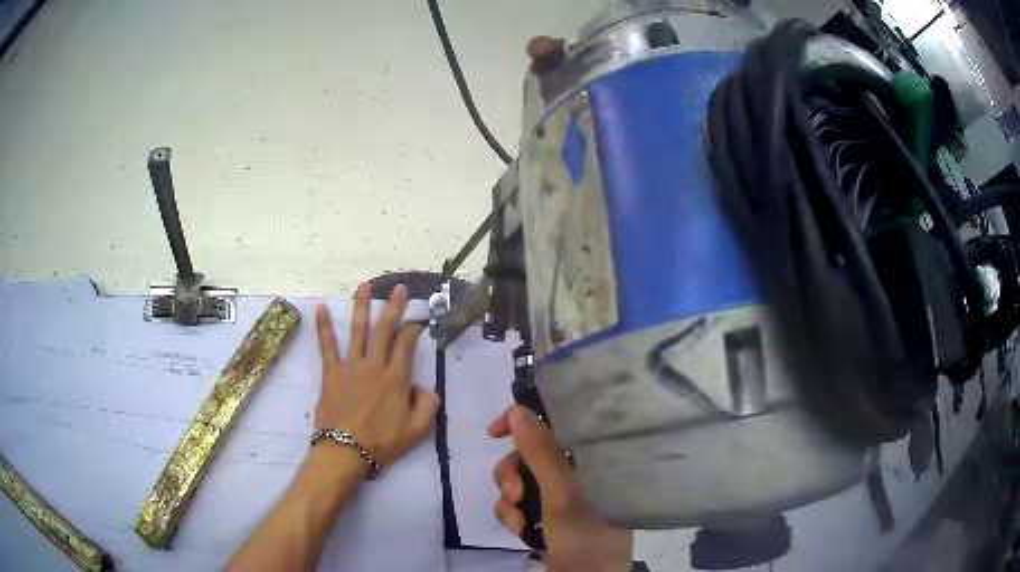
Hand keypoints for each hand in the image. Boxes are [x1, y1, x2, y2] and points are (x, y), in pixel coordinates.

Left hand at [314, 283, 440, 468]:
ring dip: (361, 306)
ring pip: (358, 330)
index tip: (418, 318)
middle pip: (385, 329)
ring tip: (364, 285)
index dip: (413, 328)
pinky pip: (327, 346)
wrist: (346, 450)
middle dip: (393, 306)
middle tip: (399, 288)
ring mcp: (351, 366)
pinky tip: (320, 308)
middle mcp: (375, 365)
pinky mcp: (331, 372)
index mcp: (397, 379)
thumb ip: (428, 405)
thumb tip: (426, 387)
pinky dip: (323, 327)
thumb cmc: (383, 442)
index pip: (407, 345)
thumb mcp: (418, 431)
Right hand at [489, 406, 632, 571]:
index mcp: (590, 458)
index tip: (495, 432)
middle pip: (527, 454)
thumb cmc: (585, 535)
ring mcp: (560, 495)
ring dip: (509, 500)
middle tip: (516, 495)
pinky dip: (512, 515)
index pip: (554, 424)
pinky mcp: (546, 515)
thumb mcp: (563, 495)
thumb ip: (541, 453)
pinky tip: (521, 531)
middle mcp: (575, 471)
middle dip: (511, 474)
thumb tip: (517, 409)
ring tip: (520, 522)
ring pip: (518, 480)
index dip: (521, 423)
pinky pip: (517, 503)